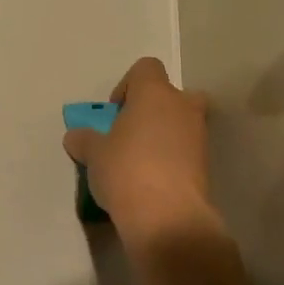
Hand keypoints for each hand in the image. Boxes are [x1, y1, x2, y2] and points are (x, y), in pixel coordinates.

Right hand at [63, 58, 219, 250]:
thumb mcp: (94, 155)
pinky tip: (153, 182)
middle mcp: (182, 106)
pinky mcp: (206, 165)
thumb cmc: (126, 170)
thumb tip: (76, 137)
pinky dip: (173, 159)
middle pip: (170, 95)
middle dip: (152, 110)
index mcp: (155, 93)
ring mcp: (199, 135)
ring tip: (139, 163)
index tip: (115, 112)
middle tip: (131, 134)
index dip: (128, 85)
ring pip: (181, 123)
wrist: (168, 217)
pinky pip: (186, 150)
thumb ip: (85, 140)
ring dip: (163, 136)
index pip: (146, 67)